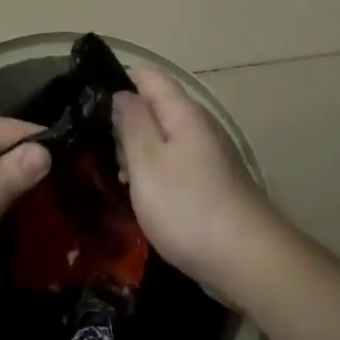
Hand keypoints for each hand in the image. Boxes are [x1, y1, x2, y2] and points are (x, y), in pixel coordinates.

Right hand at [112, 69, 277, 298]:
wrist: (249, 262)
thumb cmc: (188, 207)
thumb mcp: (147, 162)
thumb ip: (132, 123)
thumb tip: (122, 93)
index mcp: (184, 113)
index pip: (150, 77)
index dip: (120, 79)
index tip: (90, 100)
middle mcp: (201, 127)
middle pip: (157, 107)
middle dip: (126, 121)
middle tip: (95, 145)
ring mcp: (211, 157)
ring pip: (166, 139)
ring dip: (139, 151)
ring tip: (114, 174)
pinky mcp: (214, 185)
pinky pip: (177, 165)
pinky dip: (156, 173)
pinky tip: (143, 197)